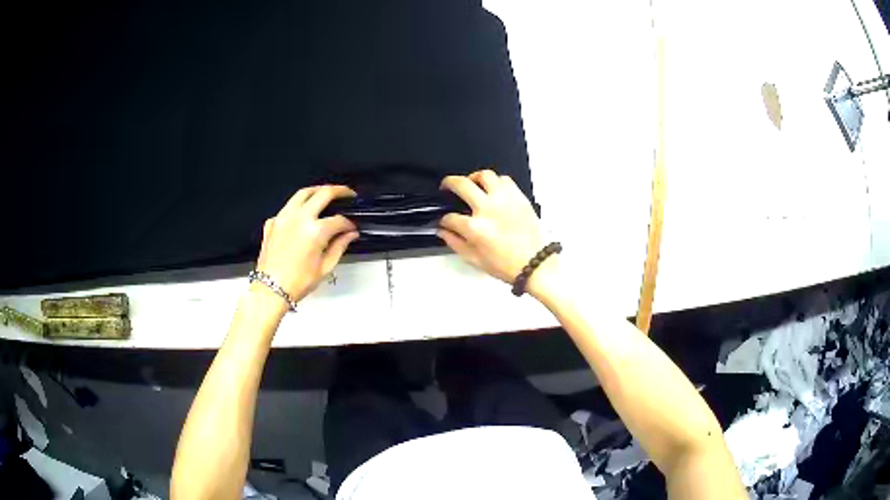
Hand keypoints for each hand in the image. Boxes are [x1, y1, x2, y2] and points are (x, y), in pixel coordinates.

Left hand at [256, 185, 358, 303]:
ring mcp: (283, 217)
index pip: (338, 220)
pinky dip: (298, 206)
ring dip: (317, 190)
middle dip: (339, 191)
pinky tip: (302, 214)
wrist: (270, 289)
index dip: (349, 223)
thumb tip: (351, 234)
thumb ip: (339, 246)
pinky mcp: (272, 221)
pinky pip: (288, 207)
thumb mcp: (325, 267)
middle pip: (323, 194)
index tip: (352, 228)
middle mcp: (299, 217)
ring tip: (326, 192)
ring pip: (302, 193)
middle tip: (348, 193)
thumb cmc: (299, 282)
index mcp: (315, 231)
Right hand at [438, 170, 554, 288]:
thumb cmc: (506, 266)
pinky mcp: (519, 197)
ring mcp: (505, 200)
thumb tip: (442, 230)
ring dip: (474, 178)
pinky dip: (495, 182)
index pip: (450, 217)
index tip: (445, 221)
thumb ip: (454, 242)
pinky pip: (504, 180)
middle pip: (461, 185)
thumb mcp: (474, 260)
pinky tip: (492, 191)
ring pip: (484, 175)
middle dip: (448, 184)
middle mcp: (488, 209)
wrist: (536, 264)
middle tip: (446, 187)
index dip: (443, 220)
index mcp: (475, 228)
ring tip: (471, 184)